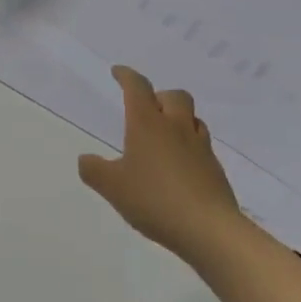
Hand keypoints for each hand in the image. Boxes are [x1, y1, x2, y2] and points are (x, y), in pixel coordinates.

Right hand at [78, 66, 243, 264]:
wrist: (209, 229)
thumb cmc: (155, 200)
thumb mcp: (113, 188)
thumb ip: (94, 171)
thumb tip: (85, 160)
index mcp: (147, 124)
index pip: (137, 87)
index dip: (126, 76)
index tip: (118, 72)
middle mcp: (176, 127)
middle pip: (174, 96)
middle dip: (159, 96)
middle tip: (147, 109)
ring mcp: (200, 147)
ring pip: (192, 118)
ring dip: (179, 118)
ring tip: (166, 135)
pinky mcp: (215, 169)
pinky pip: (202, 145)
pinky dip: (190, 146)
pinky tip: (181, 166)